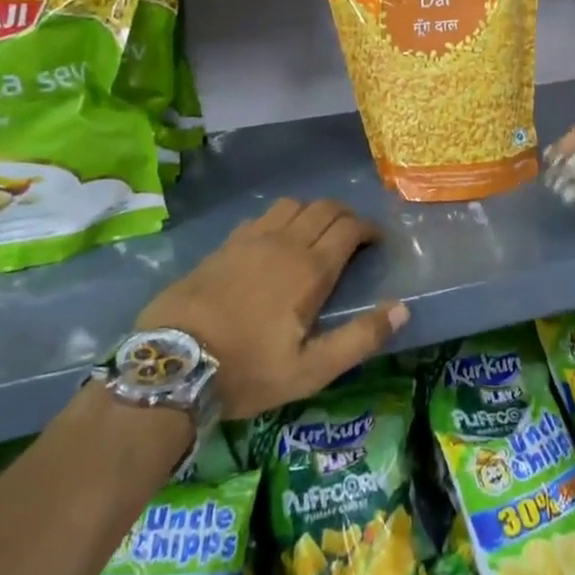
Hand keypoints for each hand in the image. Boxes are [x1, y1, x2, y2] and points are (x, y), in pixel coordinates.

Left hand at [135, 198, 400, 419]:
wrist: (171, 365)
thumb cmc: (247, 370)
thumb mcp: (311, 370)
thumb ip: (360, 338)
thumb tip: (403, 307)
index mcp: (310, 269)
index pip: (350, 227)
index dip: (370, 230)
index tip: (377, 243)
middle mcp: (285, 242)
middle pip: (325, 207)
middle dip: (347, 216)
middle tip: (353, 238)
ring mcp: (251, 239)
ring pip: (293, 204)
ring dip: (313, 212)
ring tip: (315, 235)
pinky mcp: (225, 244)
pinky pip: (262, 215)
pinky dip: (281, 219)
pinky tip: (275, 241)